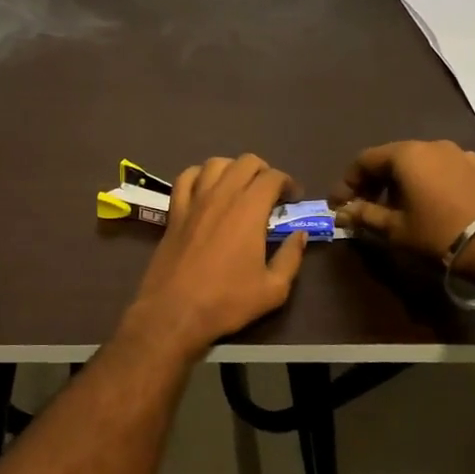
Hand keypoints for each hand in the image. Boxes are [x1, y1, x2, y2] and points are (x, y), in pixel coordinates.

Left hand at [125, 155, 306, 355]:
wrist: (174, 311)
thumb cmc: (227, 301)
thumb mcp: (273, 289)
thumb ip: (291, 257)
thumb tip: (300, 235)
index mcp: (249, 210)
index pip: (272, 177)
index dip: (288, 182)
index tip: (293, 199)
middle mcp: (221, 195)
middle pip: (245, 162)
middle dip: (263, 171)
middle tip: (270, 193)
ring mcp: (194, 201)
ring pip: (215, 163)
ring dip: (232, 169)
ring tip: (239, 187)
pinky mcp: (174, 211)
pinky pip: (185, 178)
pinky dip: (199, 175)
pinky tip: (205, 188)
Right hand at [330, 140, 474, 260]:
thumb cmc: (437, 233)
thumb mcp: (395, 228)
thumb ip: (365, 215)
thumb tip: (343, 212)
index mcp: (405, 154)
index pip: (364, 160)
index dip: (347, 183)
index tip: (339, 205)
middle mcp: (430, 145)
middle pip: (391, 159)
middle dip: (373, 182)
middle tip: (362, 207)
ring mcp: (458, 154)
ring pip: (416, 163)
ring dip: (399, 182)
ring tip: (394, 209)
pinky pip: (439, 169)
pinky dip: (424, 182)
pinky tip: (425, 204)